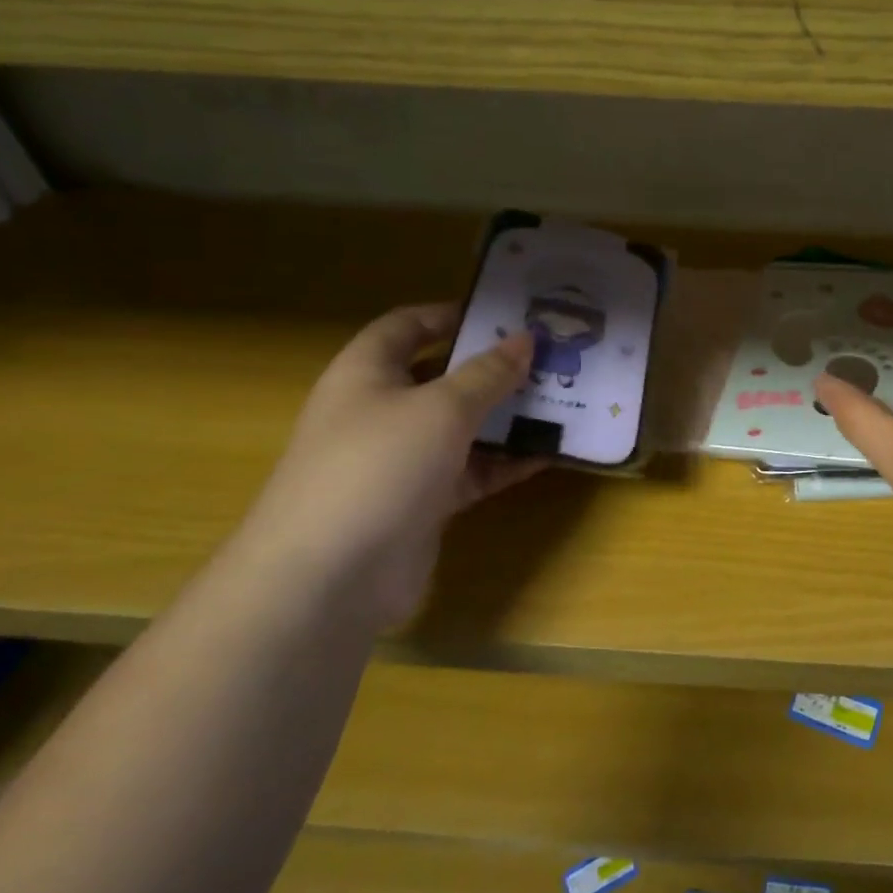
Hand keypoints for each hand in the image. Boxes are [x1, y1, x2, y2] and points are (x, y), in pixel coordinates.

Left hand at [231, 304, 543, 631]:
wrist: (329, 577)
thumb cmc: (378, 466)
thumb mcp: (442, 408)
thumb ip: (488, 373)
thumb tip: (526, 339)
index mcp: (367, 374)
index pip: (407, 326)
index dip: (452, 314)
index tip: (507, 314)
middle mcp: (382, 411)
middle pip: (443, 376)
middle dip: (494, 367)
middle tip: (550, 356)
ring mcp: (402, 460)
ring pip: (464, 426)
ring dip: (509, 415)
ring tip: (563, 400)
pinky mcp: (424, 502)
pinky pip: (473, 470)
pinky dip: (507, 461)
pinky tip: (551, 452)